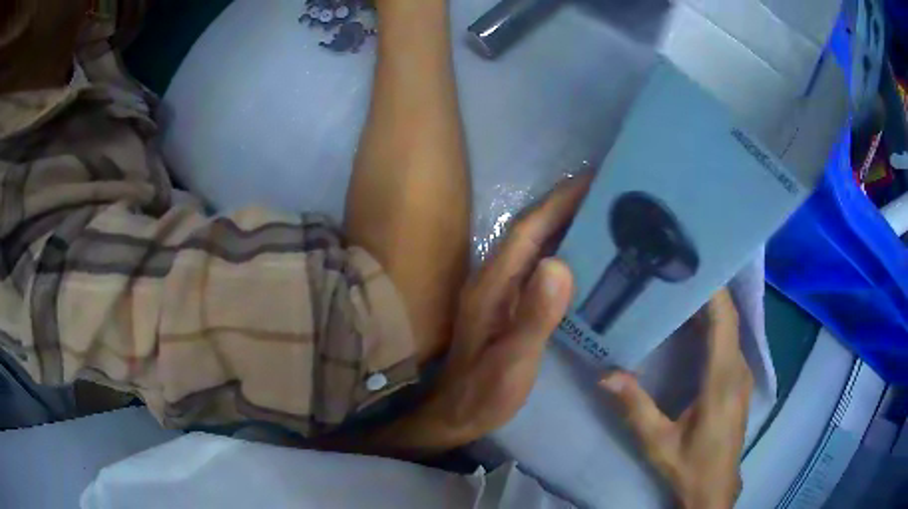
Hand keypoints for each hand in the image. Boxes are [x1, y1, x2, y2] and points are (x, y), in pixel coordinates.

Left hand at [375, 176, 590, 454]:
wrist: (457, 413)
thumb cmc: (485, 392)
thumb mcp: (512, 360)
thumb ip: (534, 316)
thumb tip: (559, 264)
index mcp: (493, 285)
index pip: (529, 231)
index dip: (558, 202)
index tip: (591, 179)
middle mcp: (494, 279)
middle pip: (532, 231)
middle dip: (565, 205)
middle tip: (606, 192)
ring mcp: (500, 291)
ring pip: (535, 246)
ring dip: (564, 224)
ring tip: (602, 214)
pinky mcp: (508, 304)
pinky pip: (538, 266)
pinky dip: (560, 251)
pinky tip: (583, 256)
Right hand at [601, 289, 752, 508]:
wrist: (716, 488)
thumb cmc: (691, 466)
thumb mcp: (658, 442)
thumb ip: (635, 408)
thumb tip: (605, 374)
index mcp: (722, 379)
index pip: (724, 320)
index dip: (712, 288)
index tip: (688, 262)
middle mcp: (737, 369)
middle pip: (728, 316)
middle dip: (706, 288)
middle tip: (673, 267)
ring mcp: (741, 374)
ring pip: (729, 327)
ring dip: (709, 305)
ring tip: (678, 287)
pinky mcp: (737, 380)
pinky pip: (728, 341)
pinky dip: (712, 324)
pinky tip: (690, 322)